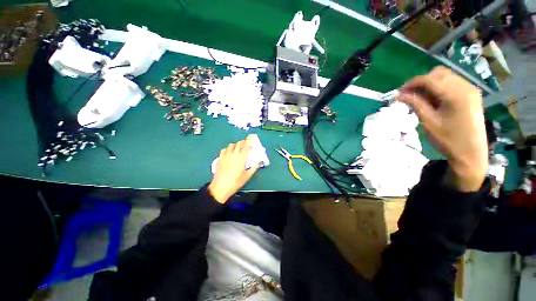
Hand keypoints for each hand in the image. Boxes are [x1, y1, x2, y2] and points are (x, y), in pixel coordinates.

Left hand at [208, 135, 259, 202]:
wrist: (220, 187)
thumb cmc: (235, 182)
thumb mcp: (247, 176)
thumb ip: (254, 168)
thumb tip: (259, 162)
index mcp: (241, 158)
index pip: (246, 146)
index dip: (249, 140)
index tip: (252, 136)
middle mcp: (233, 154)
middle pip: (239, 144)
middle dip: (243, 142)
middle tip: (247, 145)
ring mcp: (225, 155)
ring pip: (231, 145)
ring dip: (236, 145)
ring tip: (238, 148)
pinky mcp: (220, 158)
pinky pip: (225, 149)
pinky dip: (229, 148)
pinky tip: (230, 152)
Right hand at [398, 66, 488, 191]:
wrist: (471, 153)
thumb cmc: (448, 139)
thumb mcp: (429, 122)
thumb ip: (416, 104)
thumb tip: (400, 95)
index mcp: (455, 95)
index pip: (429, 79)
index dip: (411, 84)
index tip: (399, 93)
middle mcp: (465, 87)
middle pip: (438, 74)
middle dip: (420, 82)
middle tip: (408, 95)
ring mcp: (470, 89)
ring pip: (445, 76)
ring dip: (429, 84)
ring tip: (419, 98)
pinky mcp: (471, 94)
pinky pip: (452, 82)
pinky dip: (439, 87)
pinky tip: (432, 99)